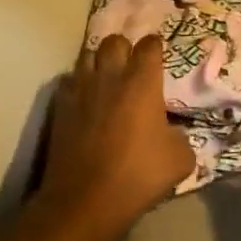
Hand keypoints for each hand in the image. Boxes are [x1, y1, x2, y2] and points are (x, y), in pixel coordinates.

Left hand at [39, 34, 193, 232]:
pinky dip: (79, 83)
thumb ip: (180, 135)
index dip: (155, 48)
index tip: (159, 57)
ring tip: (107, 78)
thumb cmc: (138, 175)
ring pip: (88, 55)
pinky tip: (86, 99)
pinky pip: (70, 80)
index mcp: (142, 82)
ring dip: (99, 62)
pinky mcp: (60, 105)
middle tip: (132, 67)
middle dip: (125, 48)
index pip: (150, 45)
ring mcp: (81, 88)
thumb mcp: (180, 159)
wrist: (86, 199)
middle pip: (114, 41)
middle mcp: (110, 76)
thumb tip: (172, 132)